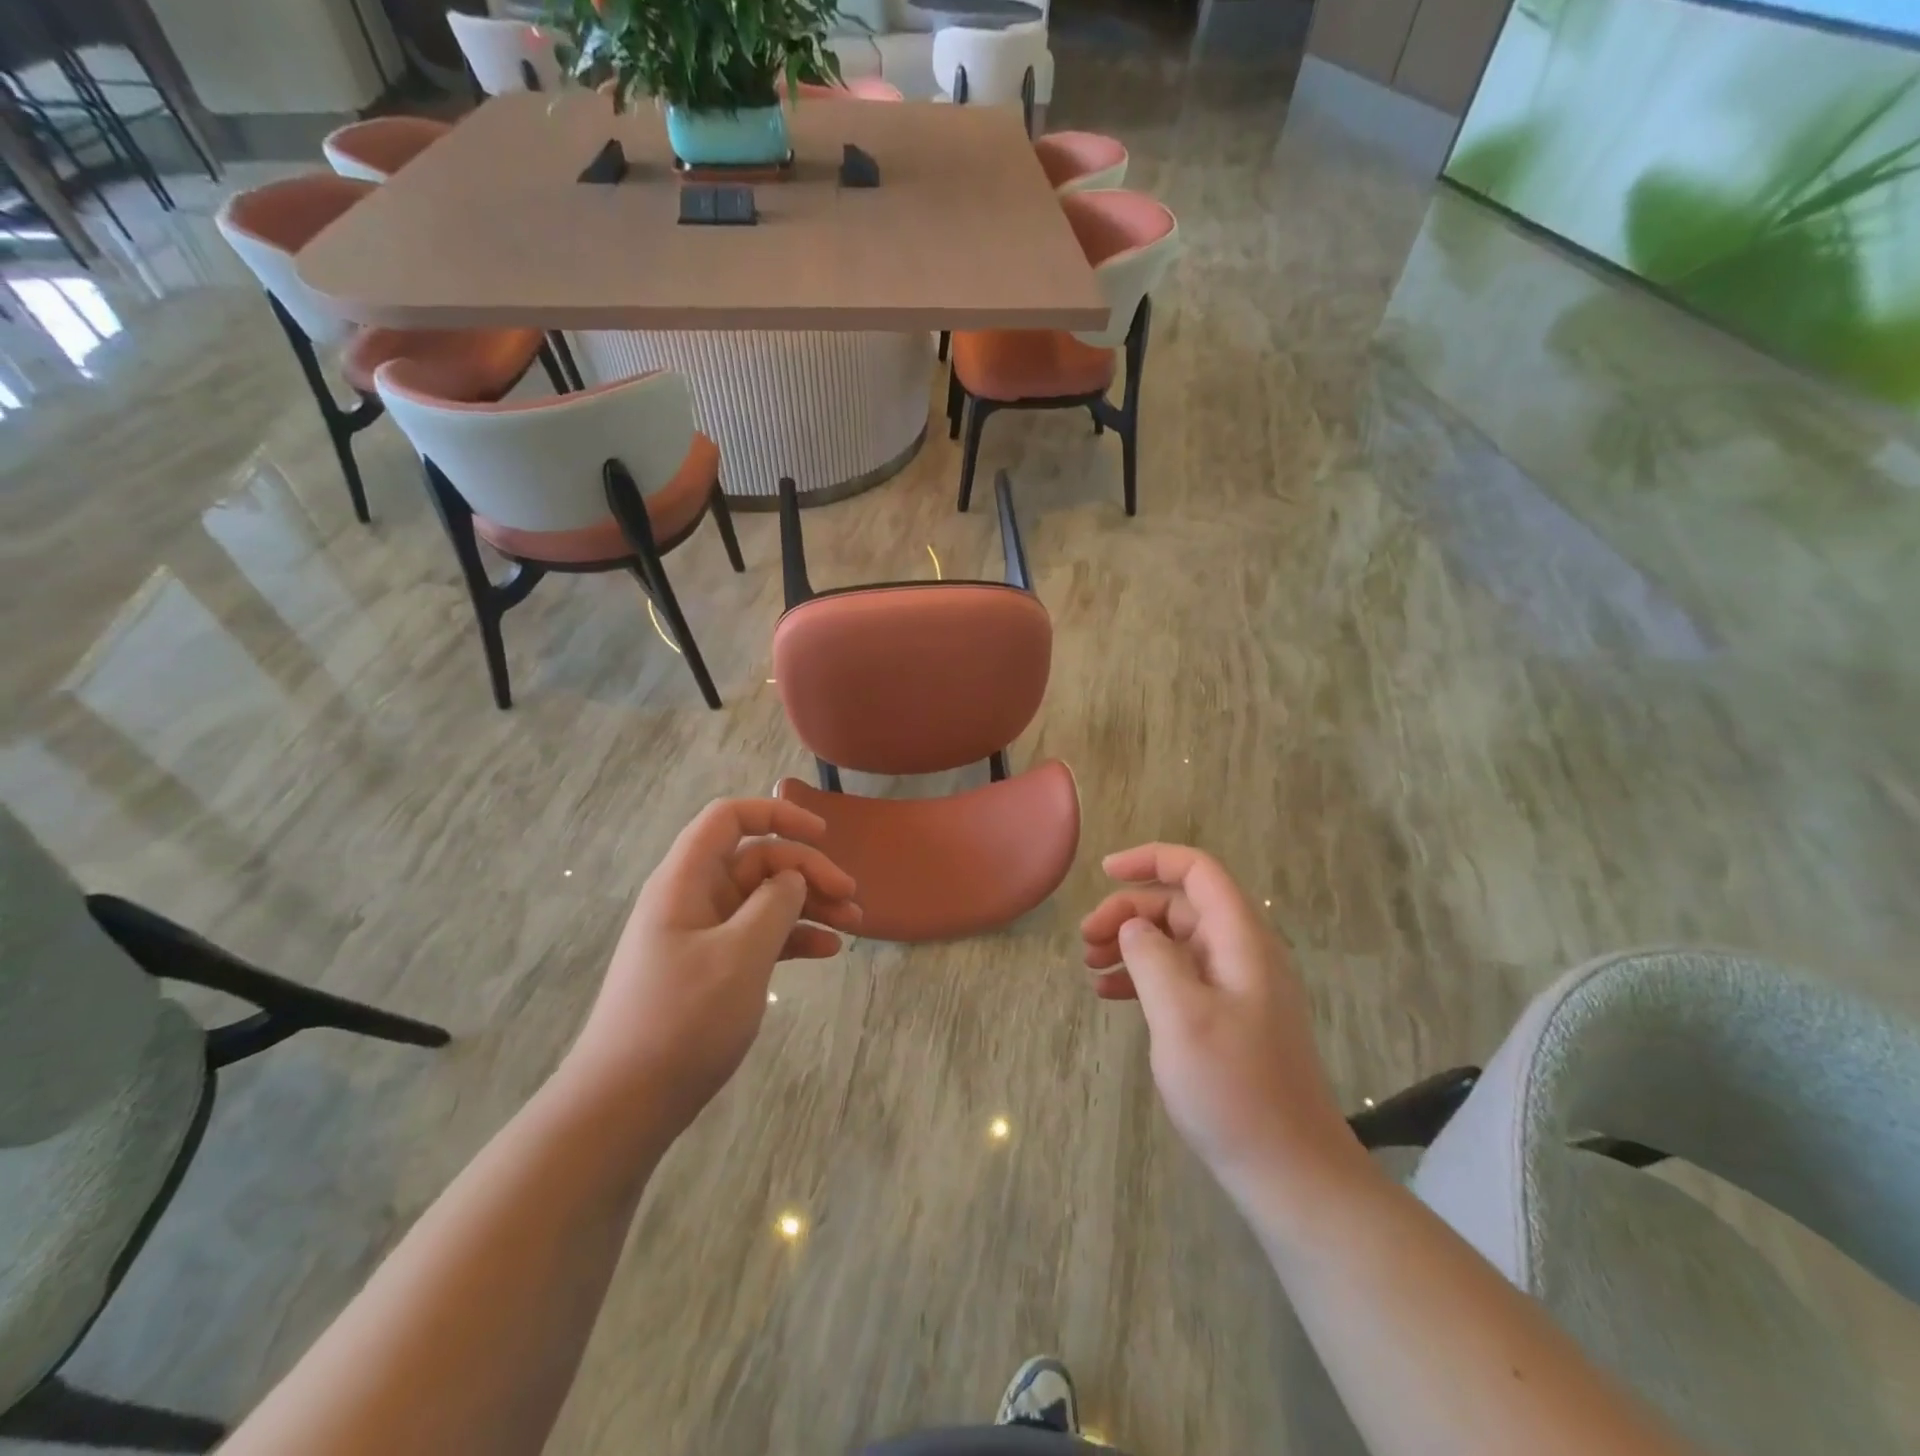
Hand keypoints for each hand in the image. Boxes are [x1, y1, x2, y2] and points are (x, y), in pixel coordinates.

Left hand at [566, 799, 859, 1128]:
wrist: (624, 1105)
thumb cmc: (681, 1020)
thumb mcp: (740, 956)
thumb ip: (774, 904)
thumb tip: (792, 877)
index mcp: (686, 880)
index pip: (730, 818)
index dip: (777, 813)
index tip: (823, 835)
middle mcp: (693, 898)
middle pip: (758, 859)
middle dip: (808, 871)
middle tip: (851, 897)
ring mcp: (702, 934)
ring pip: (764, 899)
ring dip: (809, 905)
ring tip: (854, 924)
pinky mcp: (711, 967)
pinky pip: (759, 935)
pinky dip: (794, 937)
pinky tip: (828, 952)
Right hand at [1082, 844, 1363, 1208]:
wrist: (1290, 1172)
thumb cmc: (1233, 1090)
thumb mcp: (1181, 1016)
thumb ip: (1152, 957)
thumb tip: (1134, 925)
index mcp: (1241, 941)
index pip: (1197, 871)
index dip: (1151, 859)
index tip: (1104, 872)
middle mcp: (1242, 953)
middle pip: (1179, 905)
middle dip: (1128, 912)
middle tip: (1085, 941)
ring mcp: (1237, 987)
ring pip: (1176, 941)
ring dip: (1131, 944)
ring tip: (1090, 966)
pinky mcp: (1229, 1018)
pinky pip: (1180, 977)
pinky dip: (1144, 976)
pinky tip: (1110, 995)